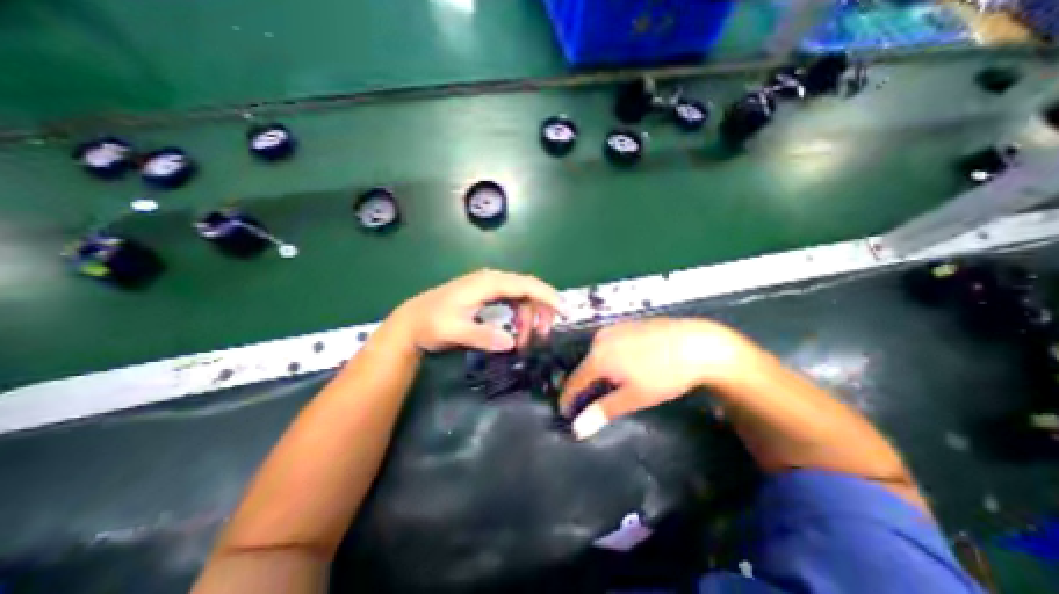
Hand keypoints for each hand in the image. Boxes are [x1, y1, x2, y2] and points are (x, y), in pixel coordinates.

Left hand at [395, 271, 562, 355]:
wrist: (411, 321)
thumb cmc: (431, 323)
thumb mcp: (453, 331)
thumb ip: (482, 335)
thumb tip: (511, 342)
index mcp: (487, 283)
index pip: (525, 285)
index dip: (547, 296)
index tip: (563, 311)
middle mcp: (491, 280)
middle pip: (527, 288)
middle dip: (541, 309)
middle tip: (545, 333)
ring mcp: (488, 287)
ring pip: (521, 296)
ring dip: (530, 316)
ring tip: (527, 340)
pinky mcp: (486, 295)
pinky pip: (512, 301)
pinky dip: (519, 316)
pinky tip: (516, 332)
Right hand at [557, 318, 757, 438]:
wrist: (697, 343)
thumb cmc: (664, 374)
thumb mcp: (634, 397)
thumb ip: (603, 410)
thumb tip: (577, 429)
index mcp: (598, 356)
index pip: (574, 380)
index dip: (569, 398)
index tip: (566, 412)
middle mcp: (600, 338)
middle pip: (584, 365)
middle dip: (585, 385)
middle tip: (593, 402)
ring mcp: (613, 328)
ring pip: (597, 353)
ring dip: (598, 370)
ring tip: (610, 386)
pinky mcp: (626, 323)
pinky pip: (609, 343)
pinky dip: (609, 357)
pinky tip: (625, 365)